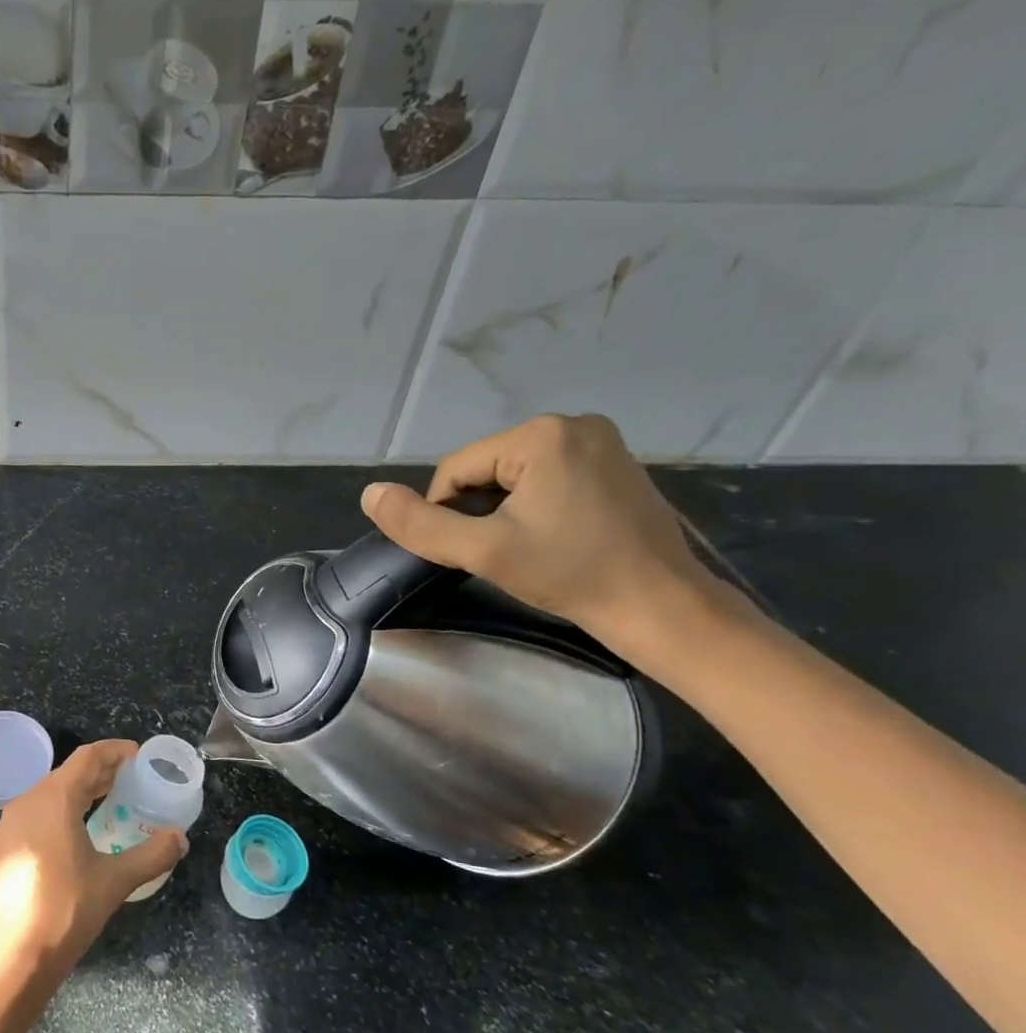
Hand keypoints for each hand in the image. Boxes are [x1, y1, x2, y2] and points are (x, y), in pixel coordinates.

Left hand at [0, 739, 187, 986]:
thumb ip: (151, 854)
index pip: (87, 758)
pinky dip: (59, 813)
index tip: (139, 755)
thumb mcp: (115, 882)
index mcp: (52, 799)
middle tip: (132, 780)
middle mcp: (26, 802)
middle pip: (68, 774)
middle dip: (101, 773)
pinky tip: (74, 836)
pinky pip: (35, 816)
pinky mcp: (0, 849)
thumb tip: (179, 837)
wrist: (10, 960)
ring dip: (80, 793)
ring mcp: (7, 826)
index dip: (115, 751)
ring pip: (49, 795)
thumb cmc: (64, 912)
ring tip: (108, 803)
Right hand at [360, 414, 731, 659]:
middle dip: (480, 511)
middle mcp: (573, 424)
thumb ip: (420, 524)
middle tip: (505, 553)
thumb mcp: (483, 551)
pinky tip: (554, 537)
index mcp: (541, 435)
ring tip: (529, 548)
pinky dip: (535, 506)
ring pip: (513, 476)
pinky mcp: (616, 464)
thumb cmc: (571, 575)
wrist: (663, 608)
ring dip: (505, 511)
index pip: (455, 471)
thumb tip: (370, 494)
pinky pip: (547, 477)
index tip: (475, 551)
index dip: (449, 514)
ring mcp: (601, 442)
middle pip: (485, 470)